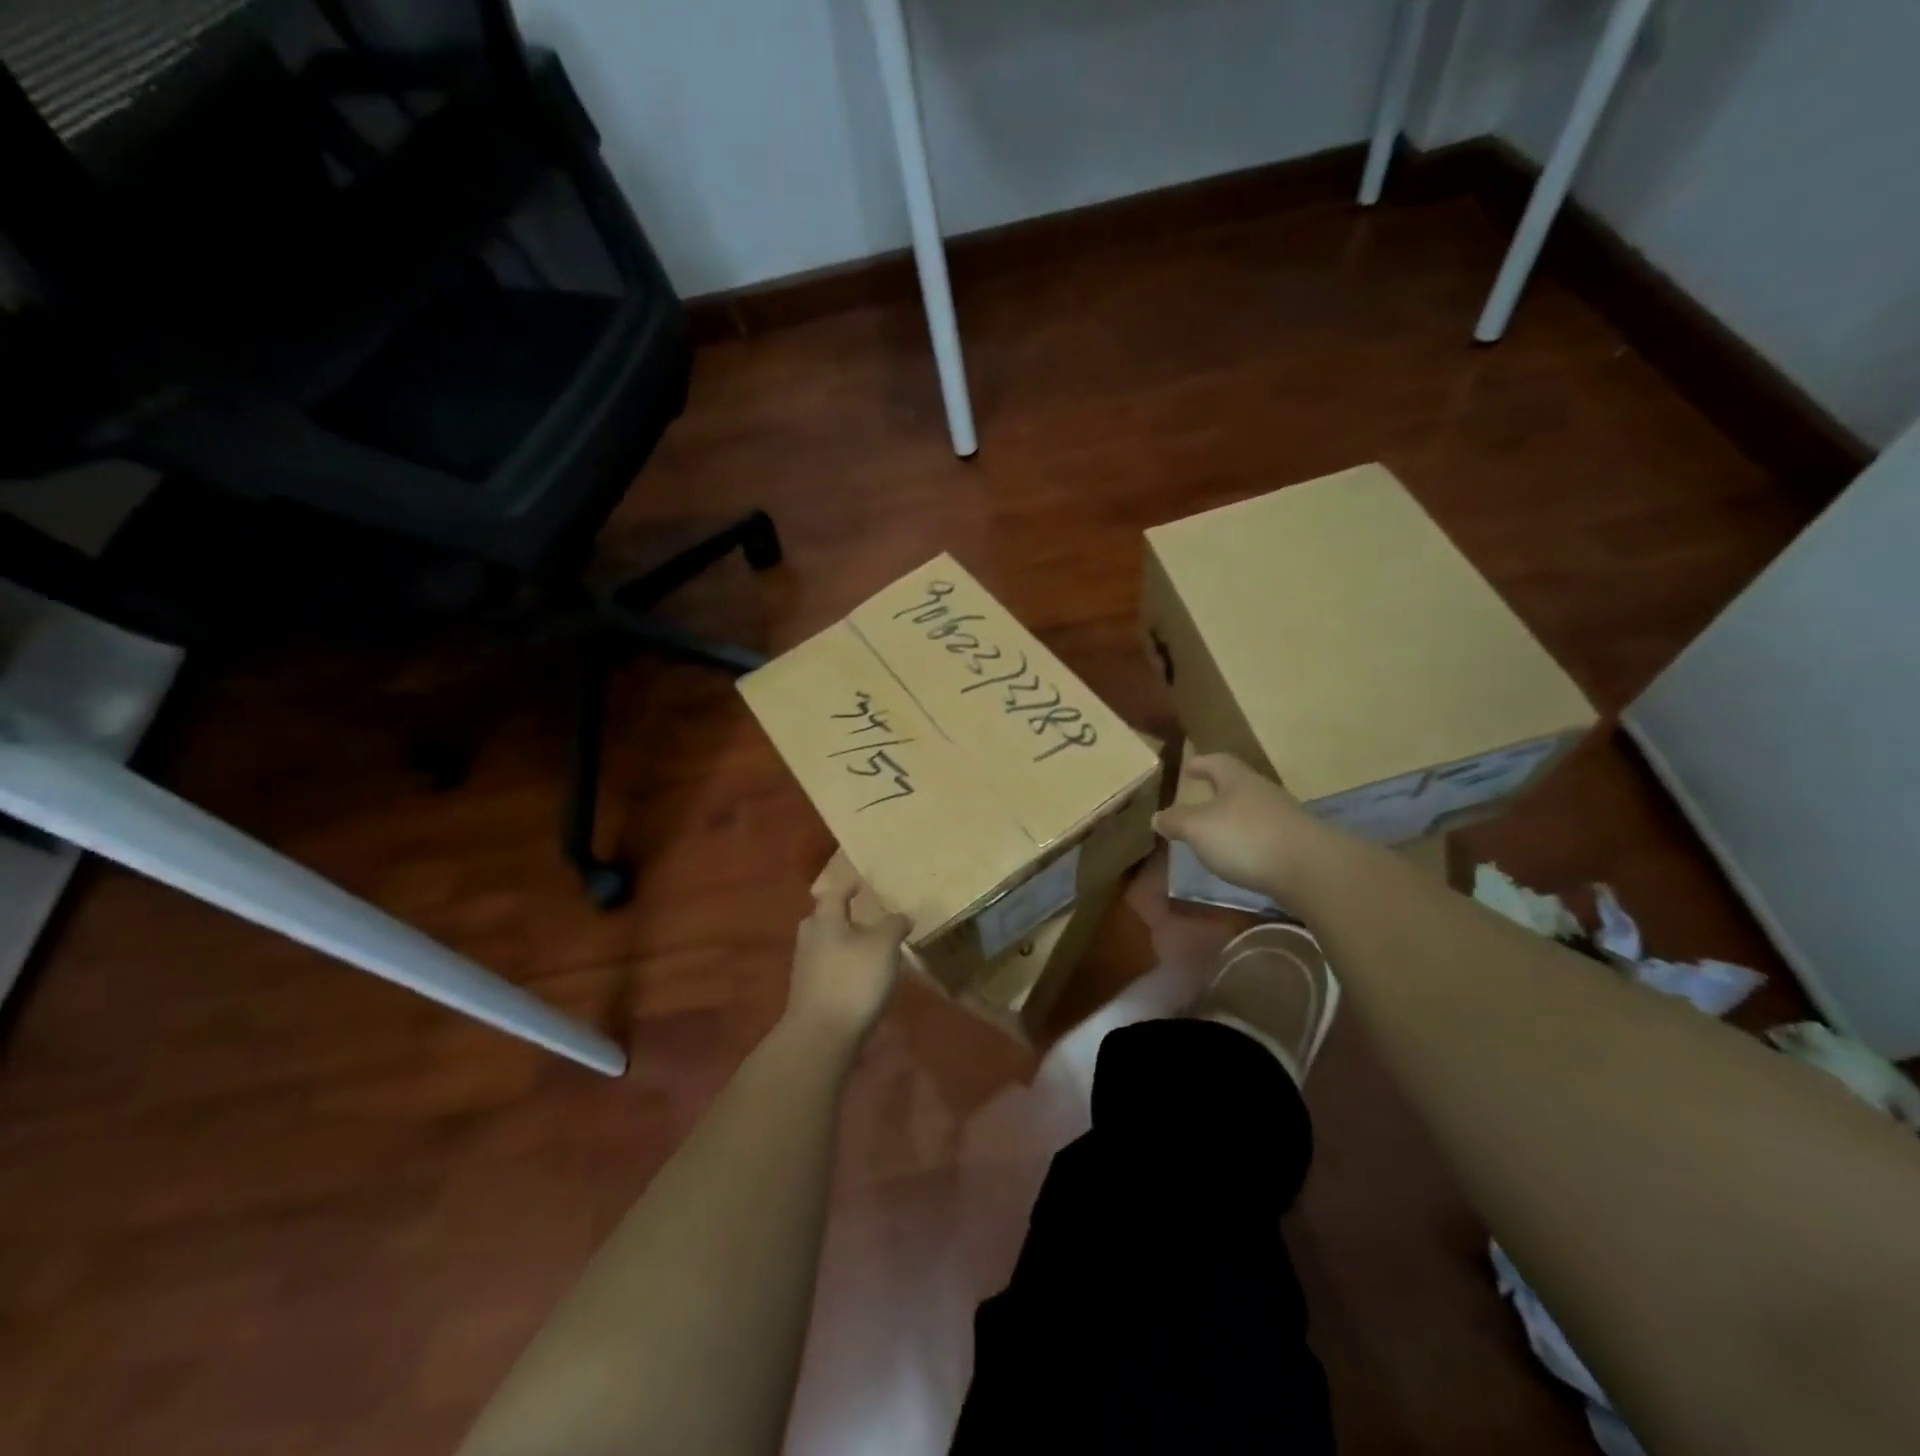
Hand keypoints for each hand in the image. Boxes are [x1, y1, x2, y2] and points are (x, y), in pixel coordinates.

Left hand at [787, 879, 910, 1043]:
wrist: (820, 1036)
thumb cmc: (852, 979)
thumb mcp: (883, 946)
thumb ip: (894, 925)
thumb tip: (902, 916)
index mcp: (825, 919)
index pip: (835, 892)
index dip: (849, 886)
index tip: (861, 883)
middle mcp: (810, 937)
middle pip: (825, 918)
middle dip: (843, 915)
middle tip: (866, 915)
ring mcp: (806, 967)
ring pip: (826, 944)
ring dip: (845, 942)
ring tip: (869, 948)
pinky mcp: (809, 992)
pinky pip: (828, 968)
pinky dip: (843, 965)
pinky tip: (861, 977)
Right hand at [1152, 752, 1328, 897]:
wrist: (1310, 868)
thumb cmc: (1245, 837)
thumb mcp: (1197, 828)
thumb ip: (1175, 821)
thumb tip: (1156, 816)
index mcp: (1237, 780)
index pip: (1216, 762)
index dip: (1200, 764)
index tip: (1188, 768)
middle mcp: (1263, 792)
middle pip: (1238, 785)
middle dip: (1218, 792)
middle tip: (1199, 801)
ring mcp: (1285, 817)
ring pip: (1253, 810)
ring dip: (1235, 819)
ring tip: (1216, 834)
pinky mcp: (1298, 844)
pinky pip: (1266, 835)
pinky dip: (1251, 842)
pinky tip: (1242, 857)